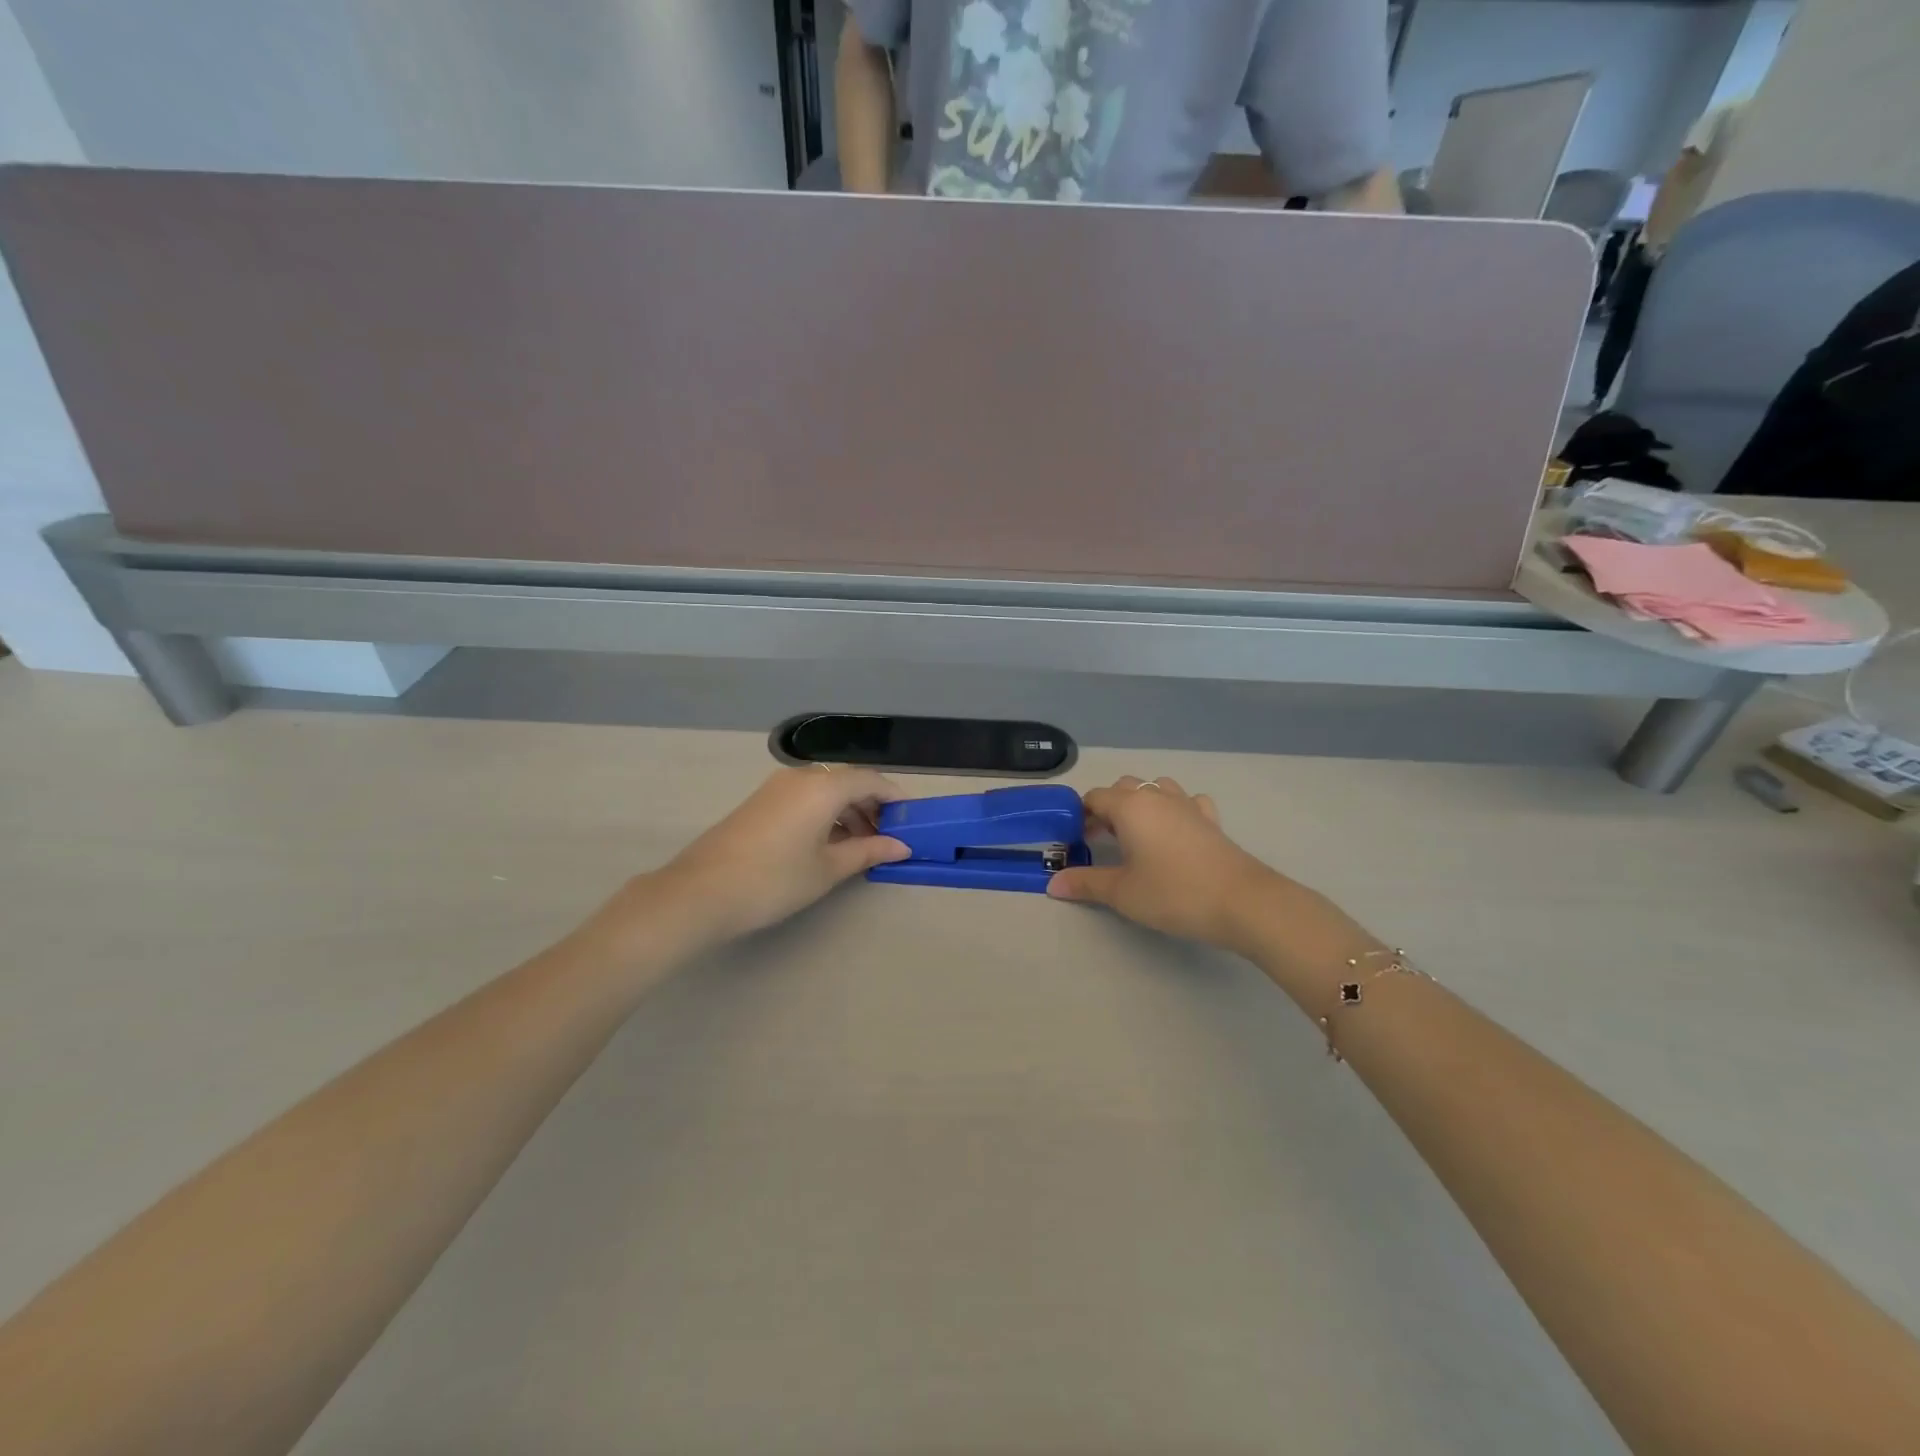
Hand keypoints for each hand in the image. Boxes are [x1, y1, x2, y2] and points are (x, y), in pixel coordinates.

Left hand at [648, 767, 910, 943]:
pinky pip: (805, 798)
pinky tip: (828, 844)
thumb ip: (868, 852)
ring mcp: (776, 788)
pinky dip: (825, 814)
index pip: (871, 781)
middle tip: (888, 838)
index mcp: (823, 787)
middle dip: (872, 806)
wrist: (700, 893)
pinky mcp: (760, 802)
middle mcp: (801, 777)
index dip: (895, 798)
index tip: (911, 821)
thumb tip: (901, 846)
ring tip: (860, 846)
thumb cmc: (774, 880)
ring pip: (825, 790)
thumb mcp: (828, 869)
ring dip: (848, 812)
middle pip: (848, 782)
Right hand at [1047, 776, 1284, 949]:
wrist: (1242, 902)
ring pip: (1156, 788)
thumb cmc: (1173, 893)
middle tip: (1101, 841)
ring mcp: (1188, 805)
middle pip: (1124, 787)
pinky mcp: (1211, 820)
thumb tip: (1053, 884)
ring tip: (1137, 834)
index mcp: (1130, 807)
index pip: (1095, 796)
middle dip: (1108, 808)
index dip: (1080, 815)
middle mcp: (1157, 796)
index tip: (1076, 840)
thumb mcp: (1122, 892)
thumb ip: (1086, 883)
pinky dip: (1175, 809)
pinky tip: (1176, 831)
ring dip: (1141, 803)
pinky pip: (1187, 801)